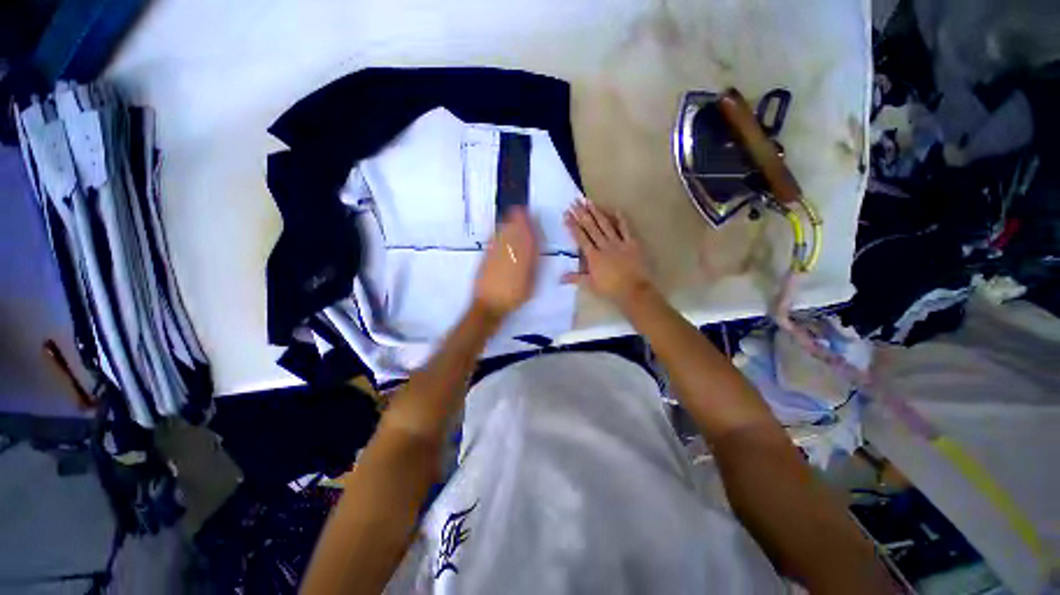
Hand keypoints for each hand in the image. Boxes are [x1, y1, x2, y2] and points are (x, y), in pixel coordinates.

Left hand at [473, 207, 538, 318]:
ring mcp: (496, 255)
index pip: (527, 240)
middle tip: (521, 208)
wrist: (489, 305)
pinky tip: (499, 227)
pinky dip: (497, 232)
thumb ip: (532, 266)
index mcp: (522, 261)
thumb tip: (534, 250)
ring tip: (512, 212)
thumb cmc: (513, 297)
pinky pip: (493, 240)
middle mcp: (509, 255)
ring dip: (508, 223)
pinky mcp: (486, 257)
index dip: (529, 228)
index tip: (531, 217)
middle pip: (514, 234)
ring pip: (503, 235)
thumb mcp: (530, 284)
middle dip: (518, 220)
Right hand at [563, 200, 652, 306]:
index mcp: (593, 256)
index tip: (566, 214)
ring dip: (597, 212)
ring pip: (605, 225)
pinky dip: (620, 219)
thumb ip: (575, 278)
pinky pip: (625, 228)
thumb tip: (559, 278)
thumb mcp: (590, 285)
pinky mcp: (631, 243)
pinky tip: (615, 209)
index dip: (573, 225)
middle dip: (581, 214)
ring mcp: (618, 243)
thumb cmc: (610, 289)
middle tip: (574, 202)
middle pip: (591, 227)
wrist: (633, 290)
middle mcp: (604, 246)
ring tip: (589, 201)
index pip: (581, 238)